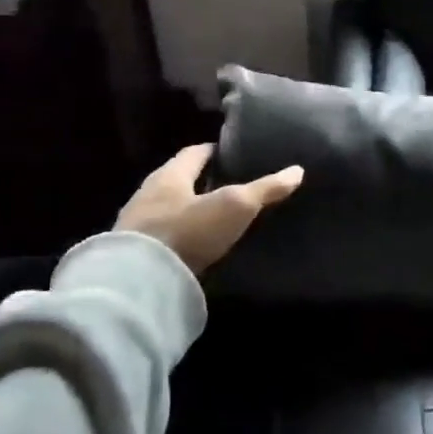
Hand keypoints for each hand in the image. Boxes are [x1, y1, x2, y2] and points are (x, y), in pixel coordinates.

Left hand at [115, 144, 303, 274]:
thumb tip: (297, 171)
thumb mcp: (235, 206)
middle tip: (232, 186)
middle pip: (180, 180)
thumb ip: (265, 189)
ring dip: (190, 210)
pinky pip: (163, 236)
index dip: (216, 151)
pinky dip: (181, 235)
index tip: (235, 155)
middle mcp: (149, 193)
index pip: (194, 153)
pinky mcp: (135, 254)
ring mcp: (137, 224)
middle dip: (203, 181)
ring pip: (169, 208)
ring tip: (217, 217)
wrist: (139, 282)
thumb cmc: (188, 230)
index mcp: (169, 174)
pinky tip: (196, 244)